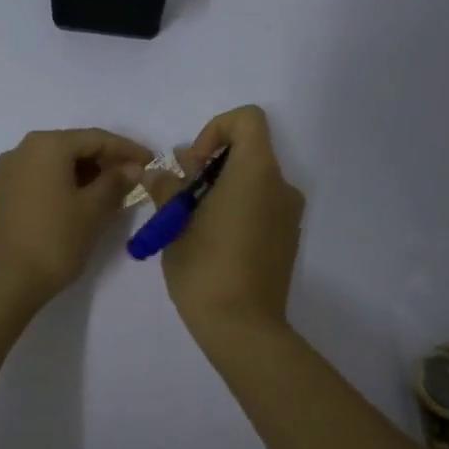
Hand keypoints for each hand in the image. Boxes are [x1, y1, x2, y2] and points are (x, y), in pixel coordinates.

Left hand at [0, 128, 152, 308]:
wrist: (6, 280)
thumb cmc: (55, 240)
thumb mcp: (93, 210)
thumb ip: (116, 182)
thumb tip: (132, 167)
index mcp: (47, 145)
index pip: (96, 138)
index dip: (127, 149)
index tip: (151, 161)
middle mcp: (24, 149)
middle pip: (74, 146)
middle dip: (106, 160)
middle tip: (134, 177)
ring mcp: (10, 170)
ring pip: (57, 162)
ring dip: (87, 172)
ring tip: (114, 191)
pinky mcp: (5, 191)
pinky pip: (43, 176)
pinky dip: (66, 182)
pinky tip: (85, 199)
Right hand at [149, 105, 304, 340]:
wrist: (244, 328)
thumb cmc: (206, 269)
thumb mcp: (175, 225)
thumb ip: (168, 190)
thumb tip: (160, 173)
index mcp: (256, 173)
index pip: (247, 120)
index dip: (215, 130)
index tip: (193, 165)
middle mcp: (280, 186)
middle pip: (247, 151)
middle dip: (209, 165)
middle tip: (180, 196)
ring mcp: (288, 214)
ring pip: (252, 181)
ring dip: (220, 189)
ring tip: (189, 222)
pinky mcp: (286, 238)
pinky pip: (260, 205)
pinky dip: (236, 208)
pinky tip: (211, 241)